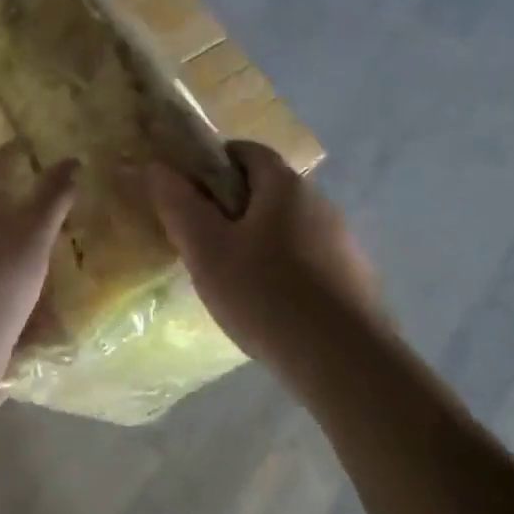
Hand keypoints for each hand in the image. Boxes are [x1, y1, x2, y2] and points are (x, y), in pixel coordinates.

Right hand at [148, 141, 385, 365]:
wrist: (345, 362)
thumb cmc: (266, 294)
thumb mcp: (207, 250)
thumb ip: (180, 206)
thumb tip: (158, 168)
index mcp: (286, 187)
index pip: (247, 151)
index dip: (213, 163)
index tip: (188, 193)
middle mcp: (320, 204)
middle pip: (268, 190)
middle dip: (231, 207)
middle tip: (201, 241)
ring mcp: (343, 243)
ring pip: (287, 227)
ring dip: (257, 241)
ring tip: (231, 279)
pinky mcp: (355, 280)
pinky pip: (307, 260)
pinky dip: (283, 270)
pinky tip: (269, 306)